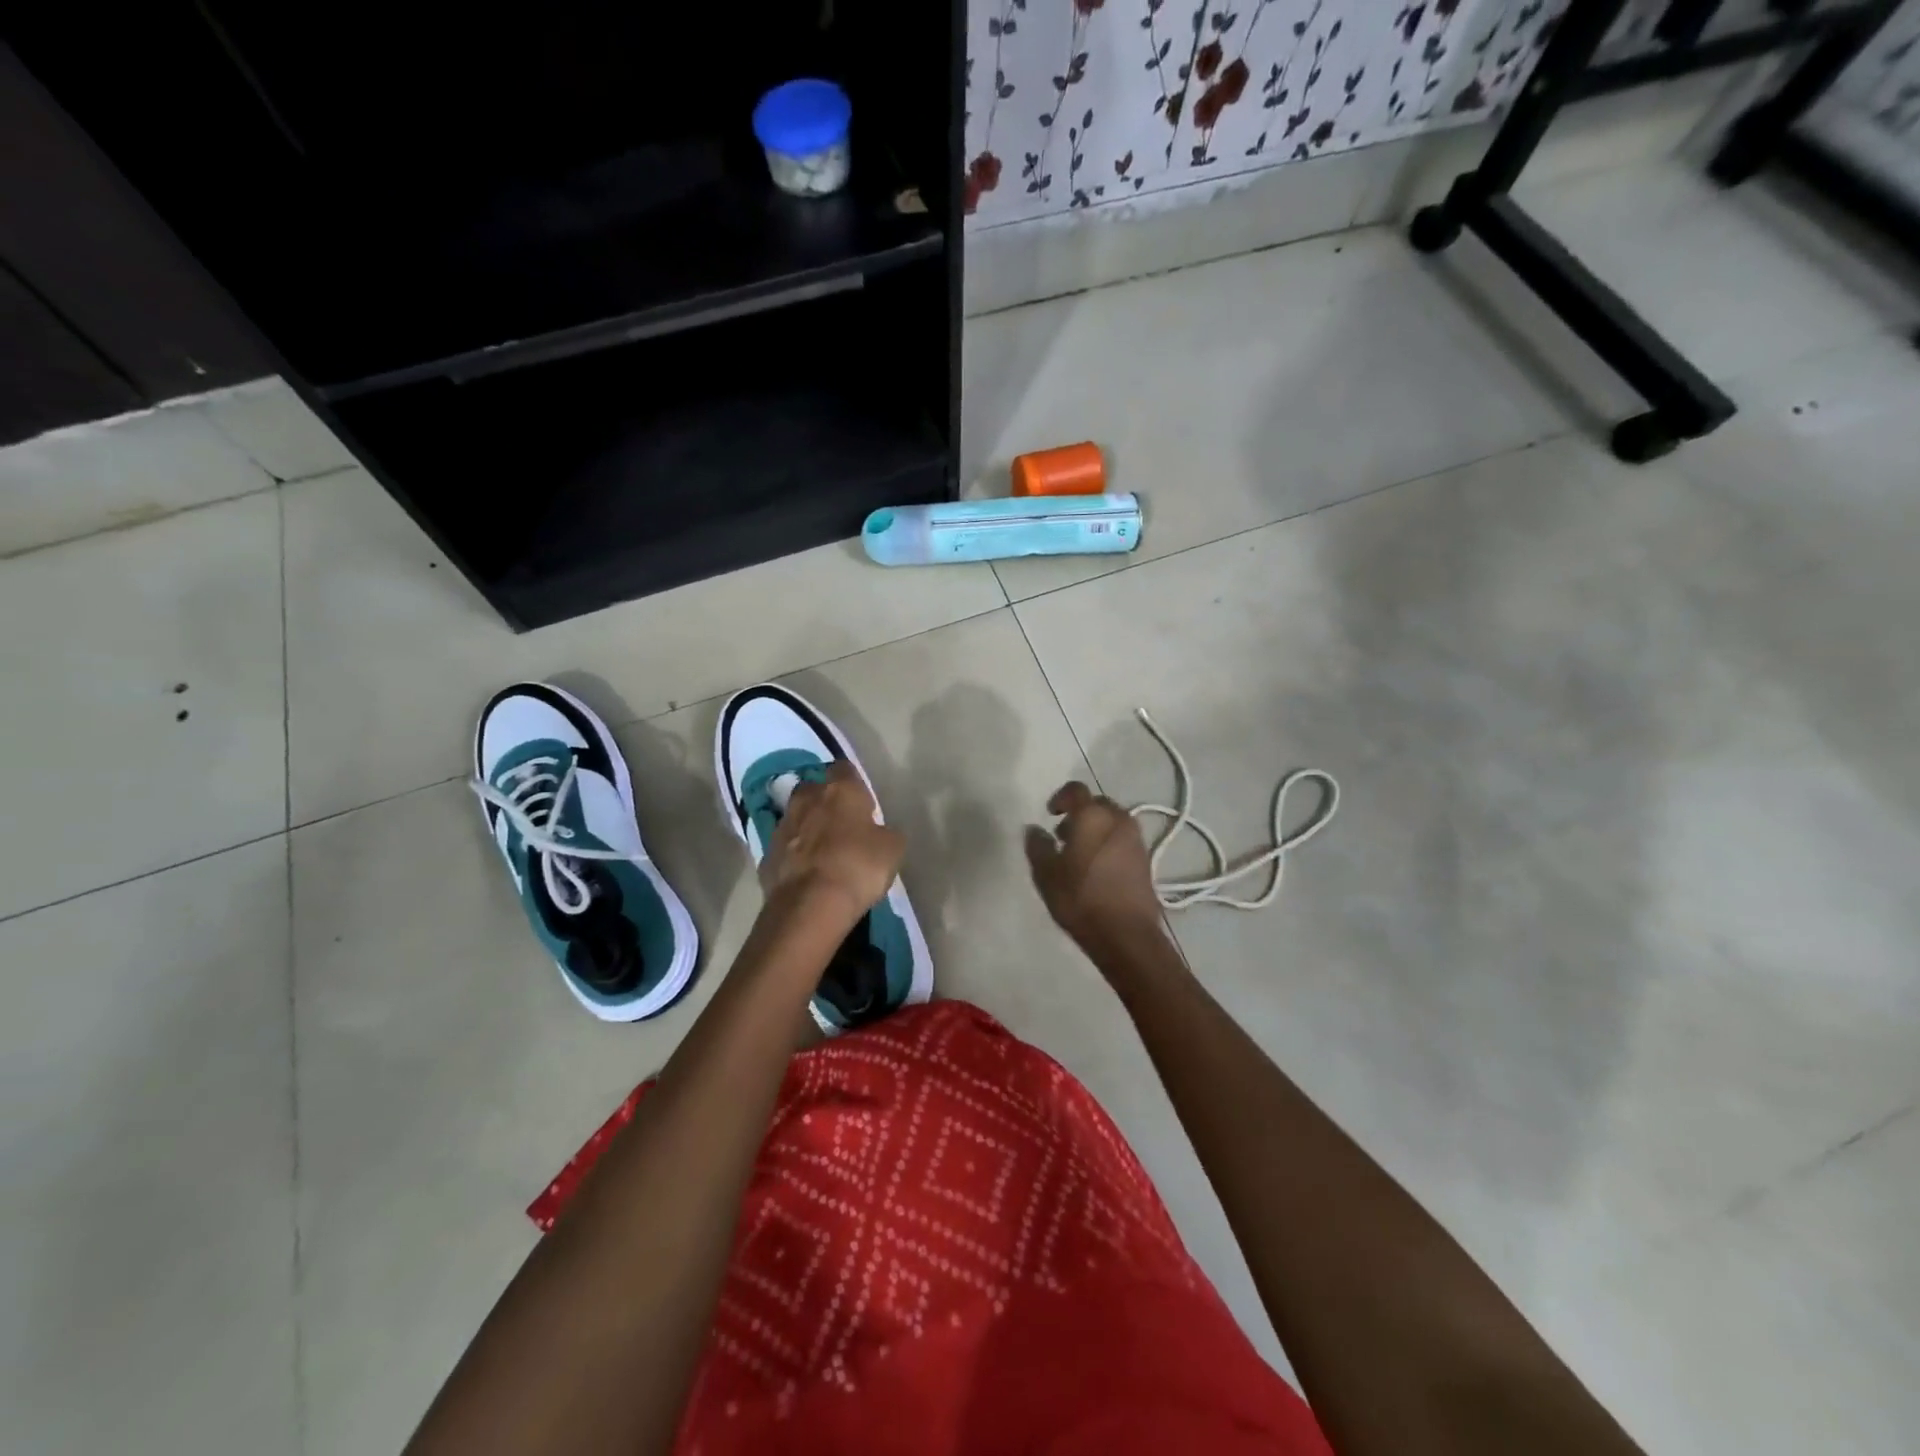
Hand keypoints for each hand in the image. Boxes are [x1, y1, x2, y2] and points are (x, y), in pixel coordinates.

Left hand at [762, 761, 903, 928]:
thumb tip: (879, 832)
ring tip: (822, 851)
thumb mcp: (892, 849)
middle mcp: (806, 800)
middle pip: (813, 790)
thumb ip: (885, 832)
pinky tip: (805, 875)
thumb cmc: (858, 866)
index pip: (844, 768)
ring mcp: (782, 828)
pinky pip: (784, 850)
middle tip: (840, 822)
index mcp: (840, 790)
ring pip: (794, 818)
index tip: (862, 799)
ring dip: (806, 828)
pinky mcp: (766, 857)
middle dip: (824, 801)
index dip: (853, 782)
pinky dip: (793, 857)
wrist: (810, 905)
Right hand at [1025, 782, 1165, 955]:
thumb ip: (1037, 846)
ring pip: (1112, 822)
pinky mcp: (1146, 860)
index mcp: (1093, 816)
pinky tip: (1096, 869)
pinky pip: (1122, 840)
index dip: (1060, 797)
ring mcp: (1136, 840)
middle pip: (1097, 805)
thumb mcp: (1046, 874)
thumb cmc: (1081, 898)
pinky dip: (1108, 844)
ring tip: (1078, 855)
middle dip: (1079, 814)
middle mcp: (1118, 819)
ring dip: (1095, 830)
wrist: (1126, 935)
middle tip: (1062, 836)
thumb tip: (1034, 830)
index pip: (1076, 790)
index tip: (1050, 814)